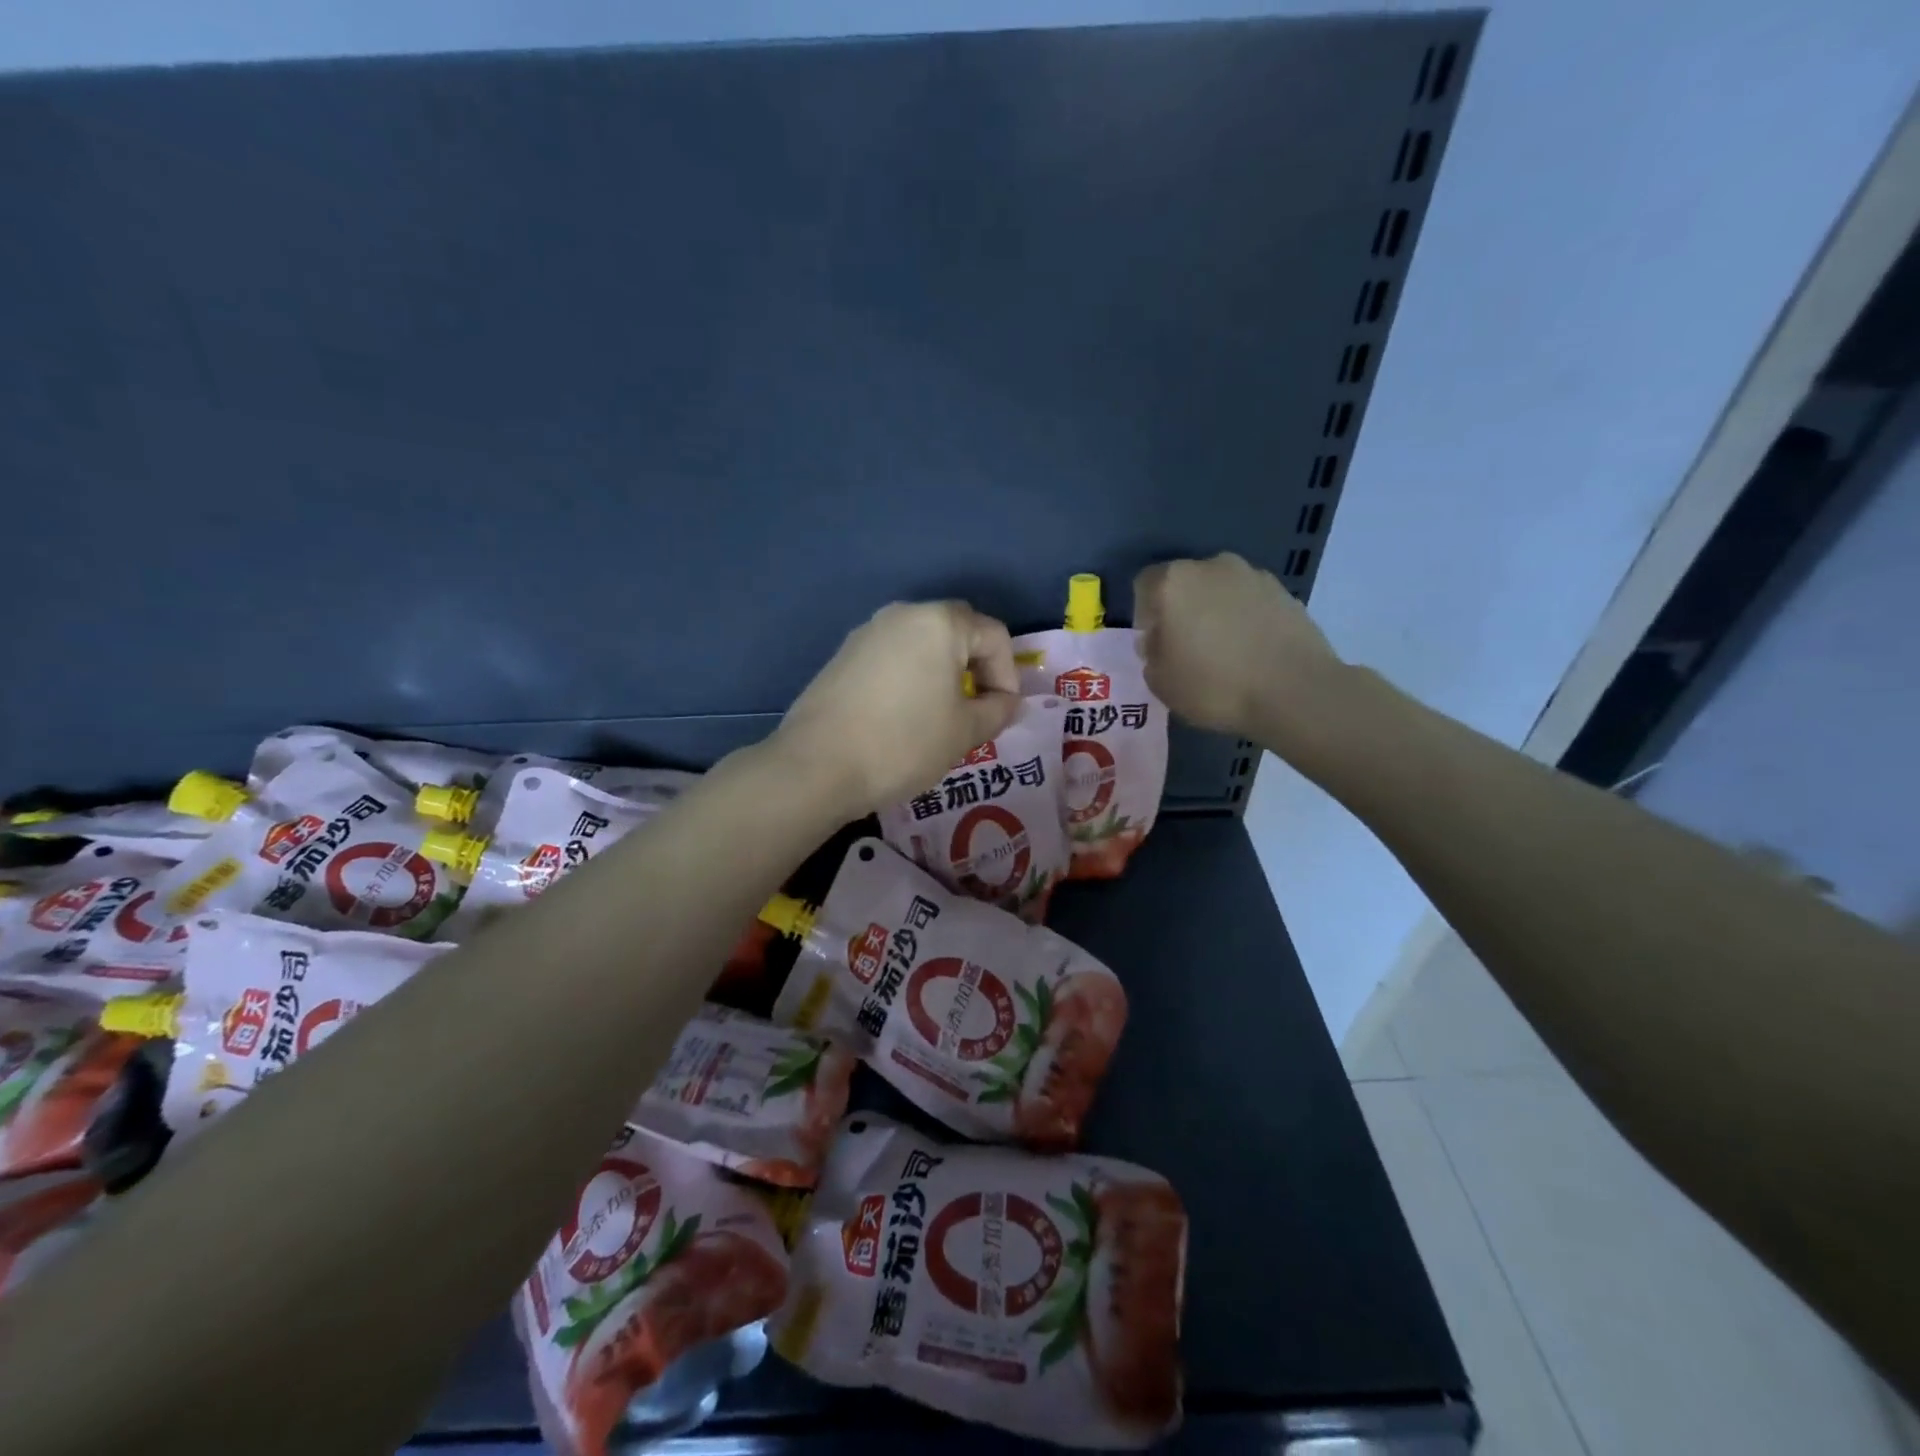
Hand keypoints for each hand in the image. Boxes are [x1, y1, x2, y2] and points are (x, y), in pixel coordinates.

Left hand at [776, 601, 1020, 816]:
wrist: (818, 765)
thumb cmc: (904, 743)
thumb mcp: (965, 732)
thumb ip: (998, 711)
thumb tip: (1007, 702)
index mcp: (940, 623)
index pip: (994, 636)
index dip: (1008, 675)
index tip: (1002, 713)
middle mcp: (903, 614)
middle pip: (958, 631)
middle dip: (977, 668)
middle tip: (976, 710)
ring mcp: (868, 632)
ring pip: (922, 644)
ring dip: (942, 673)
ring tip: (941, 716)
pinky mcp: (843, 655)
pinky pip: (893, 657)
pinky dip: (910, 678)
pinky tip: (903, 716)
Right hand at [1133, 553, 1343, 744]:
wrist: (1295, 691)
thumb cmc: (1215, 685)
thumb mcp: (1161, 683)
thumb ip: (1151, 655)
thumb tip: (1159, 641)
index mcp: (1174, 582)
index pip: (1144, 586)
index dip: (1145, 616)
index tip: (1155, 645)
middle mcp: (1212, 566)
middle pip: (1185, 584)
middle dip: (1181, 611)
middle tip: (1187, 648)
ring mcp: (1253, 576)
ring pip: (1220, 591)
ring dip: (1216, 613)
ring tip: (1224, 652)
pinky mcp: (1285, 592)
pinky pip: (1251, 603)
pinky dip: (1246, 620)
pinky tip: (1252, 652)